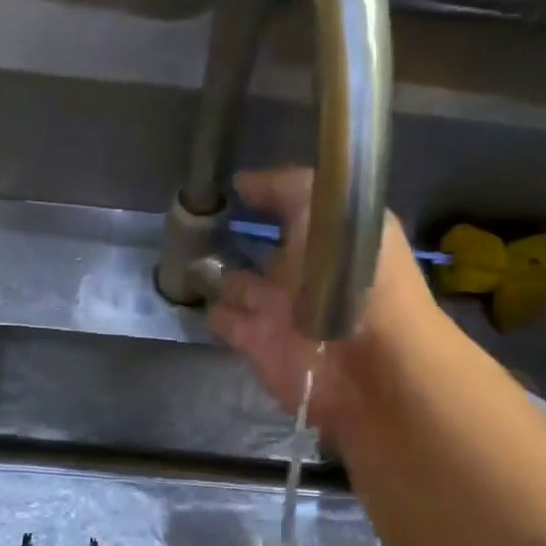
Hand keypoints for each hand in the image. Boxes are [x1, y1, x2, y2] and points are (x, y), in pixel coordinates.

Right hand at [206, 168, 437, 438]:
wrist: (363, 362)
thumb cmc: (353, 274)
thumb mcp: (325, 207)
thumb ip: (285, 188)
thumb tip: (243, 183)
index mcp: (331, 237)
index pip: (295, 210)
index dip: (268, 197)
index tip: (233, 186)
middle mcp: (306, 271)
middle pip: (266, 250)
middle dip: (238, 237)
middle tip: (196, 222)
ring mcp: (279, 309)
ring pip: (239, 285)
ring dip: (216, 273)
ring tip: (182, 254)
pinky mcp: (257, 343)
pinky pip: (225, 319)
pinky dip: (210, 309)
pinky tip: (187, 291)